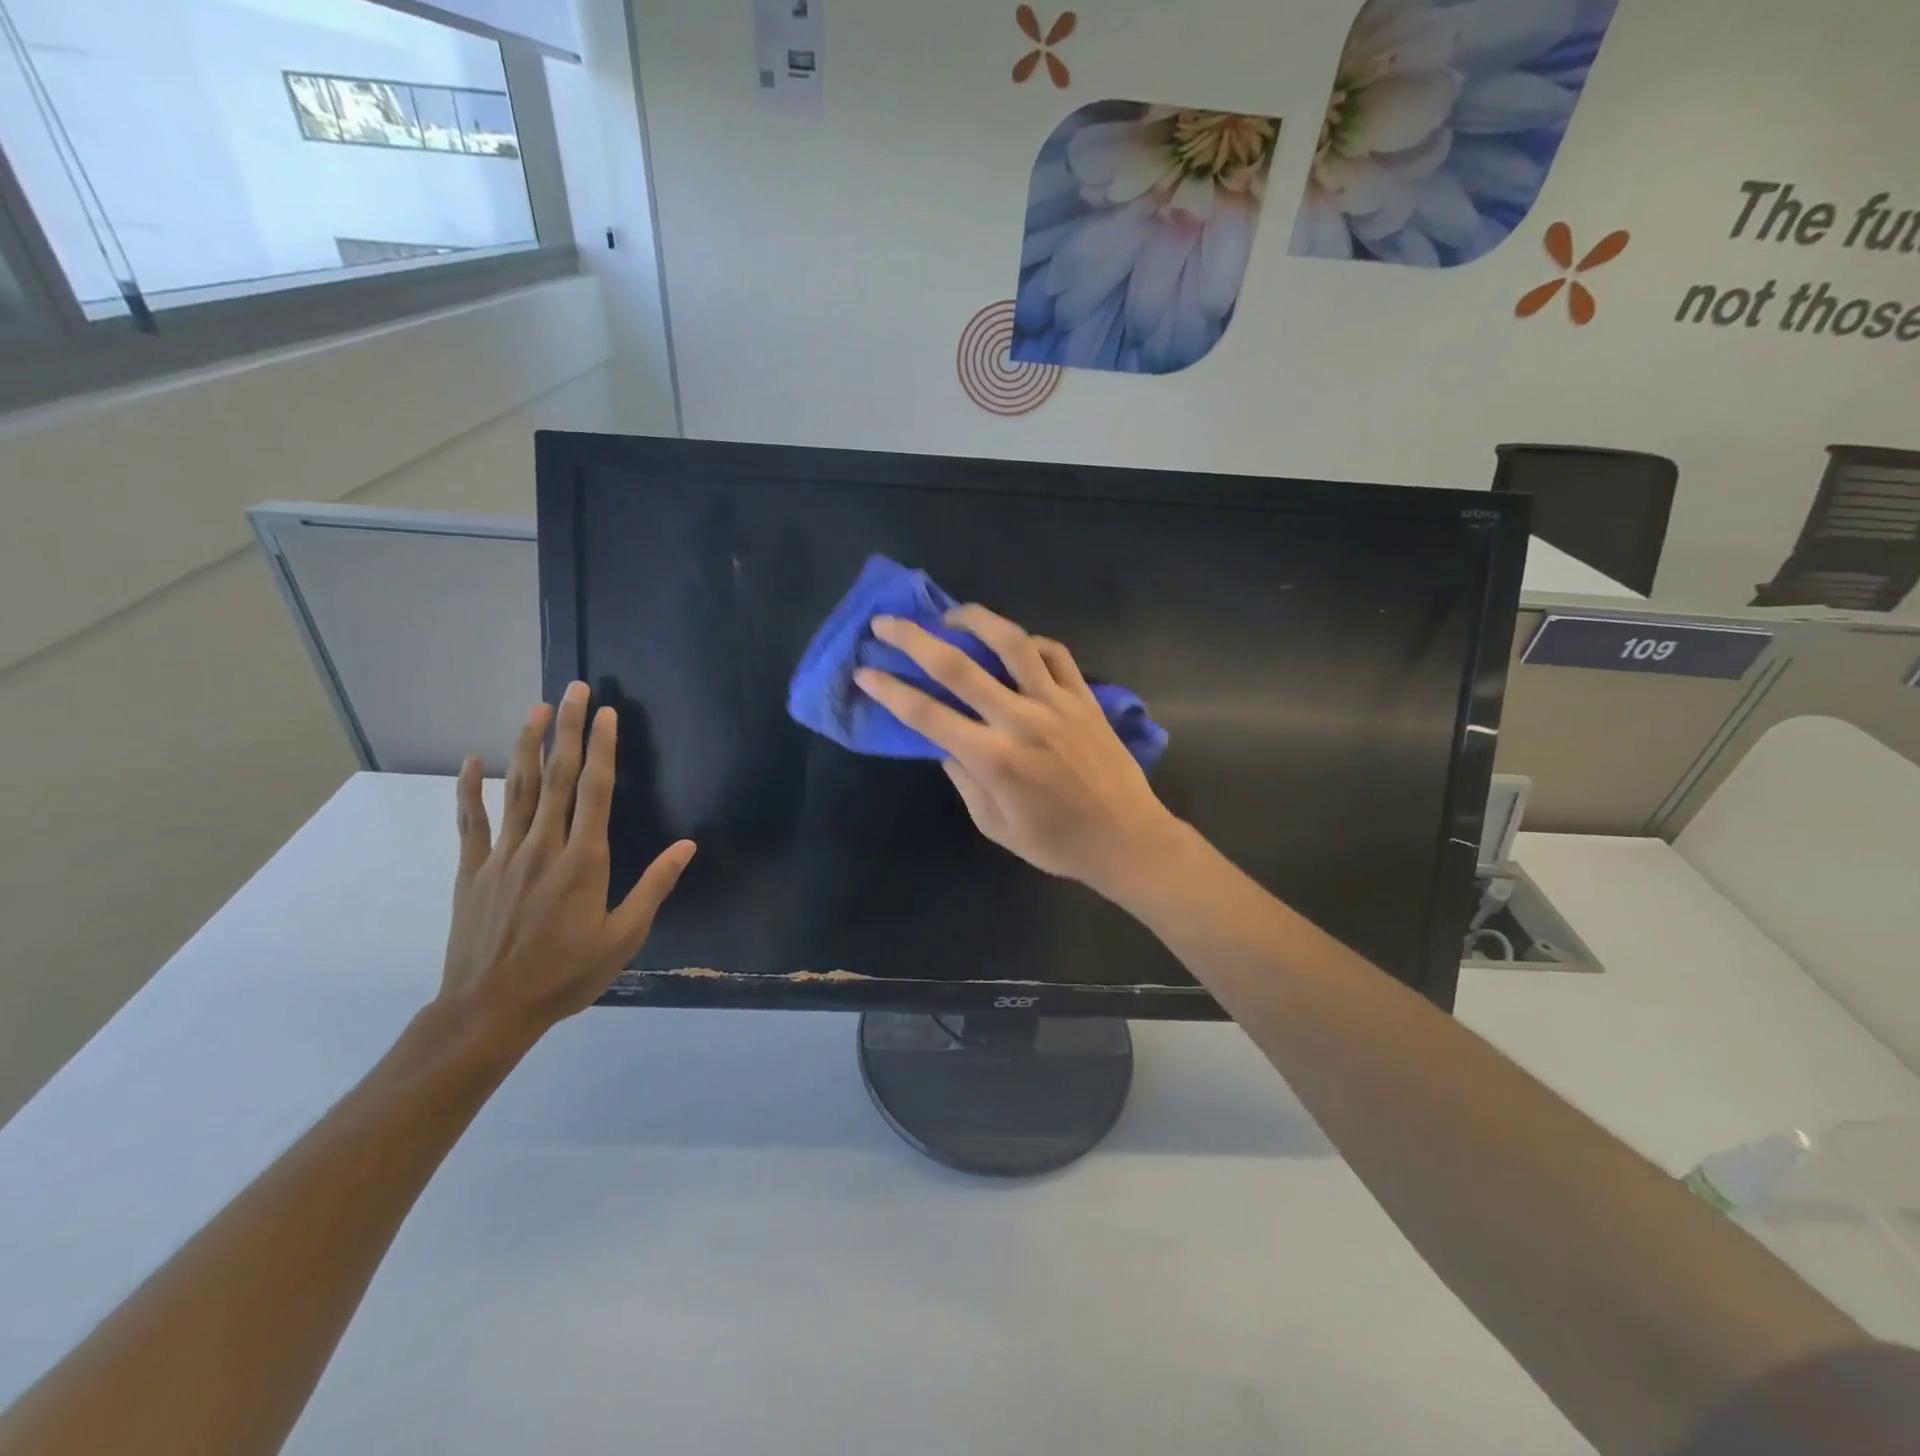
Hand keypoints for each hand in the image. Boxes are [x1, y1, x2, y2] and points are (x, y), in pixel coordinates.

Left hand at [440, 682, 695, 1038]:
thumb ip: (654, 887)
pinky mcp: (473, 871)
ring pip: (518, 790)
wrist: (490, 1010)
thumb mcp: (623, 937)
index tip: (606, 714)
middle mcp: (543, 847)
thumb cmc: (566, 975)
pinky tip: (473, 762)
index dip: (602, 748)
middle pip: (557, 777)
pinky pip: (472, 823)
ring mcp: (503, 856)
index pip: (594, 791)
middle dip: (567, 730)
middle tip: (574, 690)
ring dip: (527, 746)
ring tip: (536, 709)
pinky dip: (471, 790)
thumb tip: (687, 846)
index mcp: (583, 861)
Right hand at [855, 606, 1188, 902]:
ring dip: (975, 620)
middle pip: (958, 666)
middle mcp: (1020, 720)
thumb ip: (964, 778)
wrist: (1125, 838)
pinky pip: (1055, 654)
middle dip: (914, 640)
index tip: (865, 671)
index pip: (928, 714)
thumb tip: (943, 741)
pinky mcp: (1085, 697)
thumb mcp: (994, 825)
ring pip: (1011, 643)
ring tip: (951, 614)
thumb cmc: (1055, 842)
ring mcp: (1056, 703)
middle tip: (886, 622)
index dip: (890, 690)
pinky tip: (1014, 643)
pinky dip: (1030, 641)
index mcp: (993, 758)